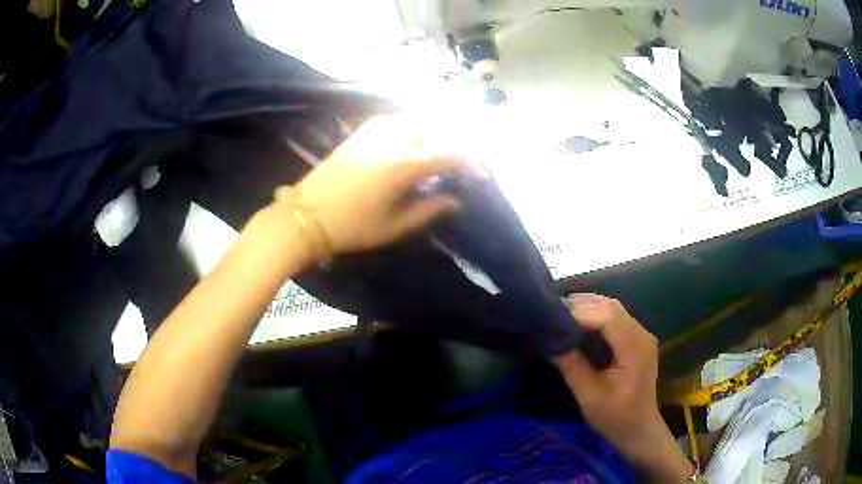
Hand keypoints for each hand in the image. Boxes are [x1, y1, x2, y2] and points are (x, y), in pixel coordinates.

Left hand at [278, 115, 465, 255]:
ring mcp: (376, 130)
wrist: (306, 214)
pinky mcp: (363, 130)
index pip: (450, 152)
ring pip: (418, 122)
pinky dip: (413, 129)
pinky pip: (398, 121)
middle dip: (454, 145)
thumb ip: (430, 209)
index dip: (470, 162)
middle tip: (459, 166)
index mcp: (405, 163)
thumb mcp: (396, 225)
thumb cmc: (353, 226)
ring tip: (439, 155)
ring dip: (434, 134)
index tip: (478, 176)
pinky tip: (413, 144)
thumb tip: (455, 201)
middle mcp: (395, 138)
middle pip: (437, 130)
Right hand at [553, 294, 692, 481]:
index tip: (552, 317)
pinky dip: (595, 316)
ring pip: (613, 309)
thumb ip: (572, 366)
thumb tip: (549, 340)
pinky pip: (615, 318)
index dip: (580, 312)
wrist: (639, 430)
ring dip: (588, 308)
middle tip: (552, 312)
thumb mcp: (589, 395)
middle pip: (611, 307)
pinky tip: (578, 324)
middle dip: (581, 306)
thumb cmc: (615, 417)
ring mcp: (641, 335)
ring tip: (561, 316)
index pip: (607, 316)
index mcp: (634, 348)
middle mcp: (641, 334)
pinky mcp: (636, 340)